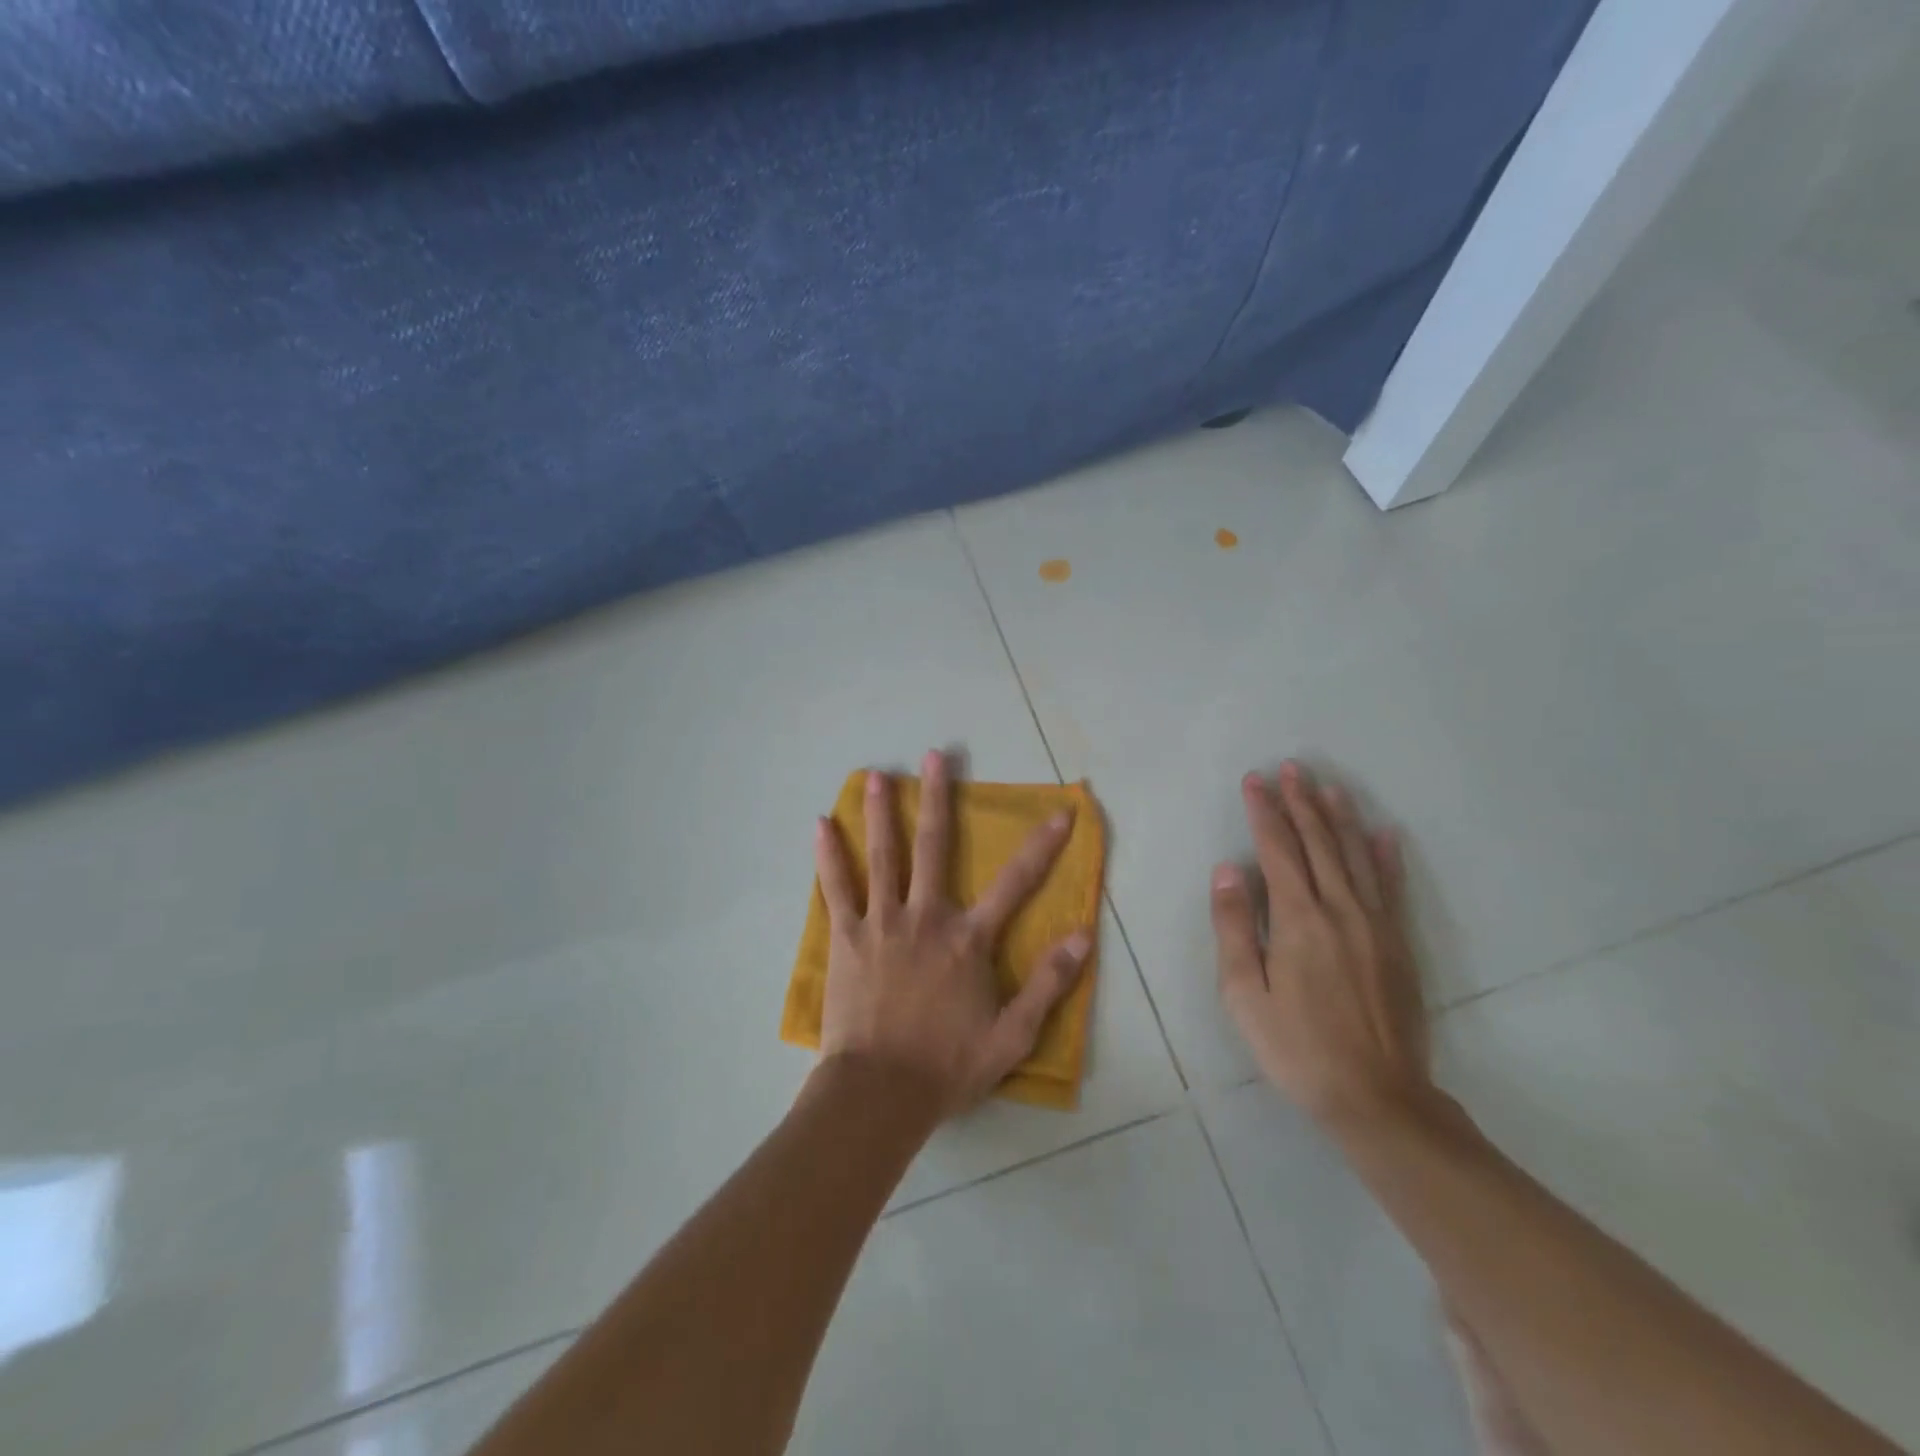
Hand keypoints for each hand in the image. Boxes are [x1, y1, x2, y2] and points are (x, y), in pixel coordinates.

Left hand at [814, 751, 1092, 1118]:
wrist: (879, 1093)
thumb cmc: (947, 1066)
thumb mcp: (1012, 1036)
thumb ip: (1048, 984)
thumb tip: (1084, 936)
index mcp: (968, 940)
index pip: (1015, 883)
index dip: (1041, 846)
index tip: (1060, 812)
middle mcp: (926, 917)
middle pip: (933, 846)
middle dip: (936, 797)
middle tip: (933, 755)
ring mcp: (882, 923)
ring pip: (882, 855)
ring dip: (880, 812)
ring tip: (876, 774)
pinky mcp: (846, 937)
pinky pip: (836, 888)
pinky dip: (828, 855)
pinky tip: (820, 825)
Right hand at [1210, 761, 1431, 1130]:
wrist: (1376, 1097)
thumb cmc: (1296, 1046)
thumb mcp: (1243, 993)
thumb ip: (1234, 926)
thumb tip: (1227, 870)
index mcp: (1298, 919)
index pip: (1277, 850)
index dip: (1264, 812)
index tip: (1254, 780)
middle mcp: (1340, 909)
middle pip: (1318, 843)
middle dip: (1301, 802)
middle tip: (1290, 768)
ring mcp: (1375, 924)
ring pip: (1354, 856)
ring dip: (1339, 817)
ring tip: (1328, 786)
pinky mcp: (1398, 943)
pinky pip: (1390, 886)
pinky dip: (1384, 855)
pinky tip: (1381, 833)